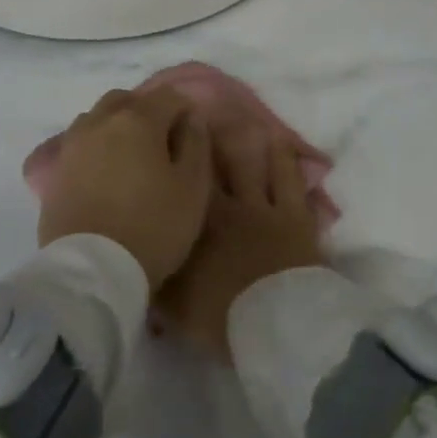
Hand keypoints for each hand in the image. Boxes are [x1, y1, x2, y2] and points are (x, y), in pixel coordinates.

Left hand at [37, 88, 212, 288]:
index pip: (168, 96)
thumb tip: (191, 119)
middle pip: (126, 100)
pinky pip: (79, 145)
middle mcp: (99, 122)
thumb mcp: (193, 188)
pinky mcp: (54, 172)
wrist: (93, 270)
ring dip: (117, 128)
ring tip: (132, 160)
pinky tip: (106, 174)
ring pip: (98, 119)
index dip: (186, 112)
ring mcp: (71, 146)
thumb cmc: (154, 226)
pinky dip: (96, 149)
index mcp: (137, 119)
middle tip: (162, 146)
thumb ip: (195, 144)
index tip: (192, 138)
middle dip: (147, 112)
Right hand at [158, 135, 322, 361]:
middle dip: (206, 141)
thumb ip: (157, 280)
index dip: (172, 161)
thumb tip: (141, 263)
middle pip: (213, 167)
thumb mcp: (173, 306)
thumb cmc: (220, 317)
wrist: (275, 322)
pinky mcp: (295, 216)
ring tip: (242, 120)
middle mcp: (224, 208)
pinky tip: (281, 142)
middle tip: (200, 115)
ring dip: (246, 141)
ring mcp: (263, 209)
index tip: (165, 138)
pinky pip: (290, 179)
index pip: (178, 187)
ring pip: (253, 164)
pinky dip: (286, 160)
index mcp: (193, 226)